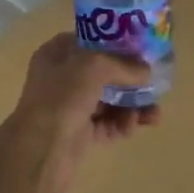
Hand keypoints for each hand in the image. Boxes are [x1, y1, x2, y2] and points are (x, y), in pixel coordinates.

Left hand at [3, 34, 158, 192]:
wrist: (39, 151)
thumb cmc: (60, 98)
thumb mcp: (93, 67)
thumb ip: (122, 64)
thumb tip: (146, 70)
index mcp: (57, 54)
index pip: (90, 41)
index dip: (115, 43)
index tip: (142, 48)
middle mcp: (62, 77)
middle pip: (104, 72)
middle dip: (130, 79)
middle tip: (154, 84)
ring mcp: (70, 106)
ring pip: (109, 100)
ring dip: (132, 105)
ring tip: (153, 114)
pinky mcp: (79, 133)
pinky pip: (107, 124)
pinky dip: (122, 124)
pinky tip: (134, 127)